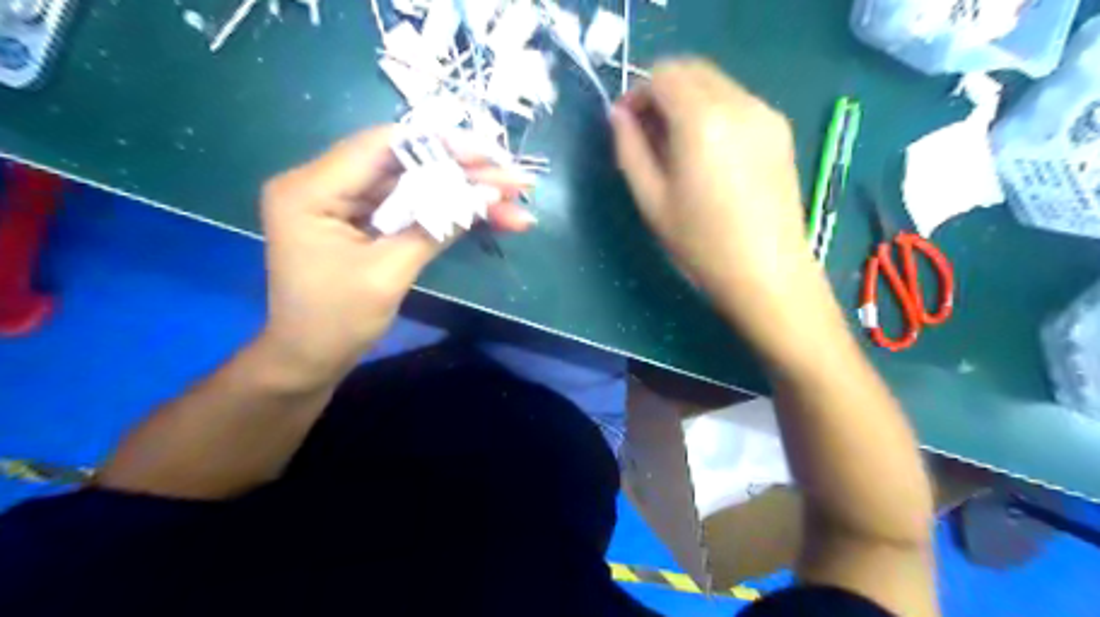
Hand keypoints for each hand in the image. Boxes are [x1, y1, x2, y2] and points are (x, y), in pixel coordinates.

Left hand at [258, 123, 531, 385]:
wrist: (309, 361)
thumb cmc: (337, 322)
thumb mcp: (388, 273)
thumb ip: (435, 227)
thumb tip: (486, 196)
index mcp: (312, 189)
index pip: (384, 146)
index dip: (443, 147)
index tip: (491, 156)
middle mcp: (324, 183)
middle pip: (406, 165)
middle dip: (465, 175)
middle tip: (515, 183)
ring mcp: (345, 202)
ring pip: (415, 186)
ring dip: (464, 195)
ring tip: (514, 204)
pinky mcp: (362, 220)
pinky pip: (411, 207)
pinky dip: (448, 213)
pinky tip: (488, 216)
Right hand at [610, 58, 833, 357]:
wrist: (767, 274)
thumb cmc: (701, 244)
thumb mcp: (651, 200)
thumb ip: (629, 150)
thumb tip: (619, 116)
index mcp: (702, 121)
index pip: (663, 75)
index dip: (637, 94)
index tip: (626, 126)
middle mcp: (739, 103)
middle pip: (691, 69)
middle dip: (662, 92)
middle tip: (647, 135)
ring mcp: (765, 114)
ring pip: (715, 83)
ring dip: (687, 101)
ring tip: (676, 148)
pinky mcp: (779, 130)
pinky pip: (736, 101)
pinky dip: (713, 111)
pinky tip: (708, 154)